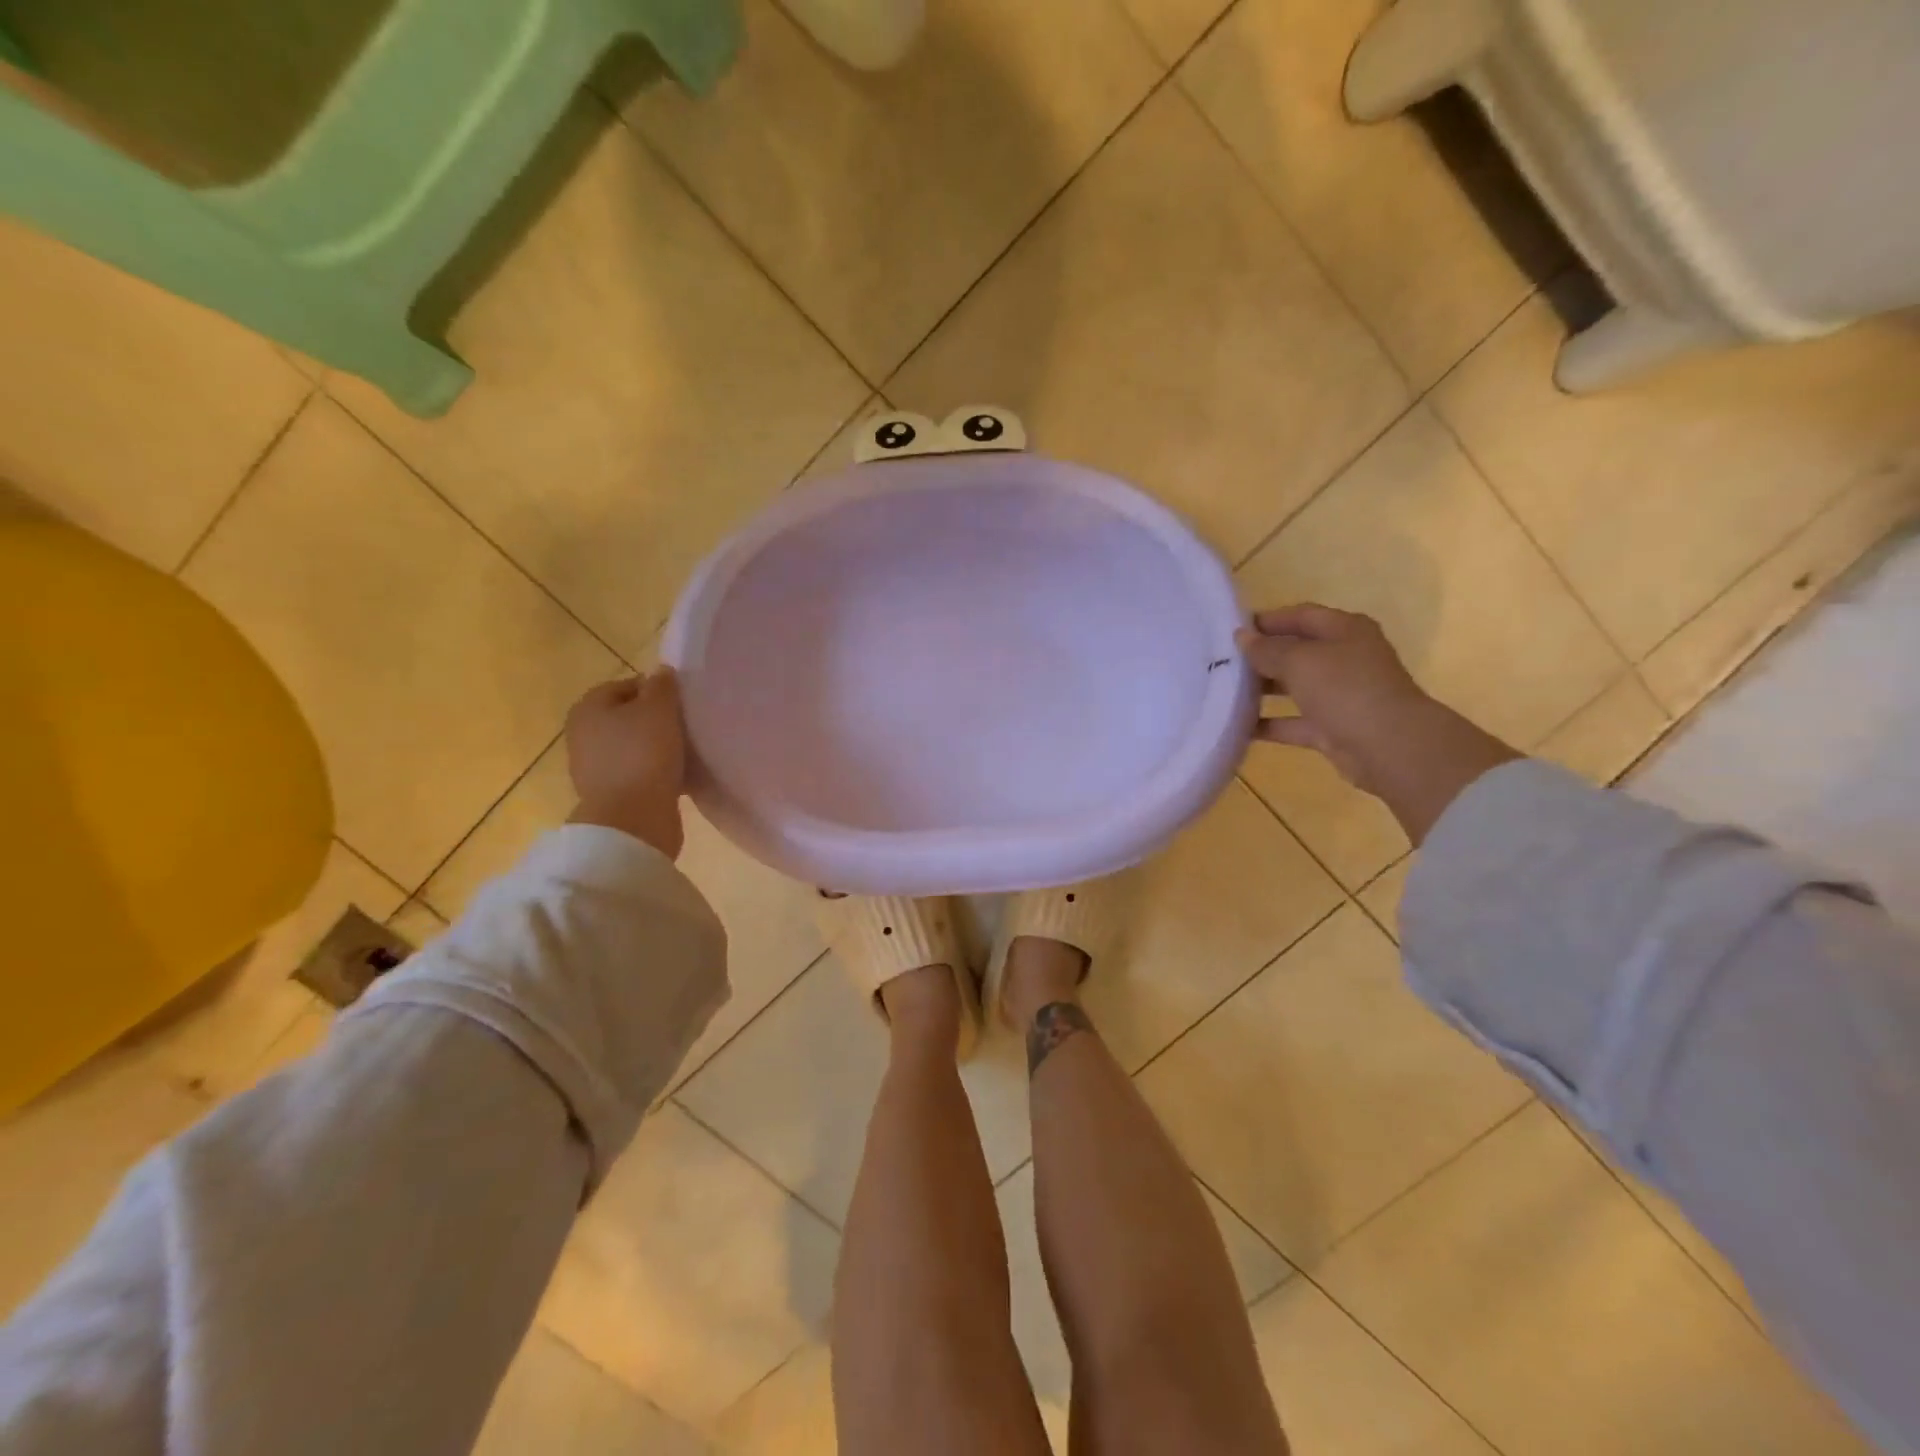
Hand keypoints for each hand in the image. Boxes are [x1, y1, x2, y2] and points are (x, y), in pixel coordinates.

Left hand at [566, 669, 686, 858]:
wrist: (633, 819)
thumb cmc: (644, 754)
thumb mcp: (659, 709)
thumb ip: (662, 686)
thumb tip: (660, 673)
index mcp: (588, 707)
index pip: (627, 685)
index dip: (657, 691)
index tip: (682, 704)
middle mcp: (584, 734)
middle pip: (629, 717)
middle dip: (657, 720)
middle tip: (687, 726)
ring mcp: (594, 767)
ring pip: (635, 746)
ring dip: (659, 748)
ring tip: (687, 751)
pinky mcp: (610, 794)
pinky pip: (639, 772)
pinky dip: (657, 772)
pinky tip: (680, 775)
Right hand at [1238, 604, 1519, 843]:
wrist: (1390, 747)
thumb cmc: (1346, 689)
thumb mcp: (1300, 660)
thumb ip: (1267, 649)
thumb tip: (1242, 637)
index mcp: (1345, 630)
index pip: (1301, 615)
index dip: (1267, 620)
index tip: (1230, 629)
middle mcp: (1345, 658)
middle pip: (1297, 651)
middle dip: (1262, 655)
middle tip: (1222, 661)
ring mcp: (1341, 695)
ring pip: (1294, 686)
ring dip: (1262, 690)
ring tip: (1223, 690)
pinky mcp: (1333, 729)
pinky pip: (1293, 722)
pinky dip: (1269, 724)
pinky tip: (1238, 726)